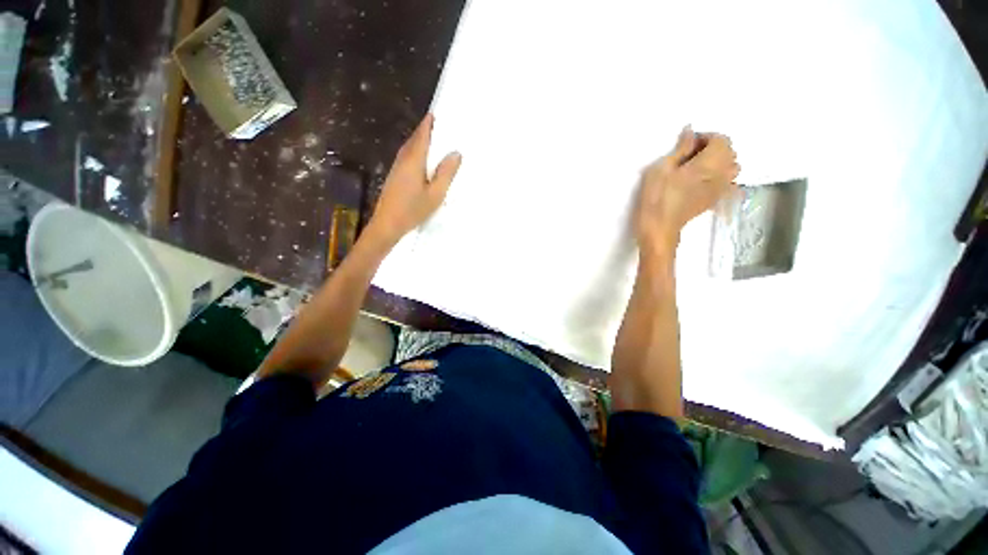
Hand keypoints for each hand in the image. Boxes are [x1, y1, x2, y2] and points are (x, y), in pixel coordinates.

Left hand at [368, 113, 461, 244]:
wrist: (387, 224)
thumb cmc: (413, 209)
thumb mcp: (436, 194)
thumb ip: (446, 173)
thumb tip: (456, 153)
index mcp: (414, 160)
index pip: (422, 136)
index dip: (428, 125)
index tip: (435, 114)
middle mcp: (403, 160)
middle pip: (414, 140)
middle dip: (424, 131)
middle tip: (437, 125)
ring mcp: (396, 168)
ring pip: (409, 149)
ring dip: (419, 141)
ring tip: (431, 139)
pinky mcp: (394, 177)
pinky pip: (406, 158)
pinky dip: (415, 152)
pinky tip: (421, 160)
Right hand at [635, 127, 739, 253]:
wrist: (659, 227)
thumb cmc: (656, 197)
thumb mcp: (661, 169)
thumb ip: (680, 149)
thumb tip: (691, 131)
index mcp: (709, 164)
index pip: (721, 139)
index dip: (705, 137)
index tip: (686, 145)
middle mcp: (722, 174)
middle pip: (729, 152)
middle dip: (713, 148)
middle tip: (689, 155)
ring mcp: (720, 189)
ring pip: (731, 167)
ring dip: (718, 162)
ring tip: (696, 167)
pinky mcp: (715, 200)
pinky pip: (728, 182)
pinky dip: (719, 176)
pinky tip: (701, 181)